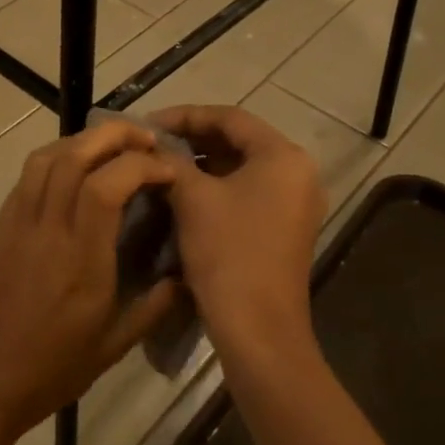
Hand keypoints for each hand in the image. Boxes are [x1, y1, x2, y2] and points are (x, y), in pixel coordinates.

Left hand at [0, 121, 185, 441]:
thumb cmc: (50, 370)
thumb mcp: (113, 347)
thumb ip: (153, 307)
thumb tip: (185, 278)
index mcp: (80, 260)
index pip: (107, 186)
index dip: (142, 165)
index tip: (169, 170)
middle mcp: (47, 229)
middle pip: (75, 155)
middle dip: (115, 135)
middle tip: (147, 140)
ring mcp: (17, 223)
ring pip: (47, 157)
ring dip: (83, 140)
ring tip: (112, 148)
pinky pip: (27, 176)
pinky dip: (56, 158)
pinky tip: (75, 171)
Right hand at [152, 105, 324, 369]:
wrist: (258, 329)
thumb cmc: (228, 253)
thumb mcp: (193, 198)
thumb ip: (172, 161)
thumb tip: (153, 147)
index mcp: (283, 156)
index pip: (230, 117)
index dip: (185, 115)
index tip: (147, 123)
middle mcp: (298, 173)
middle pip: (239, 140)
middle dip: (192, 139)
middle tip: (152, 143)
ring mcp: (295, 204)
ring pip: (241, 168)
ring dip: (202, 163)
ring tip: (161, 165)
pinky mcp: (285, 229)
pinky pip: (247, 193)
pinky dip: (216, 187)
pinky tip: (183, 194)